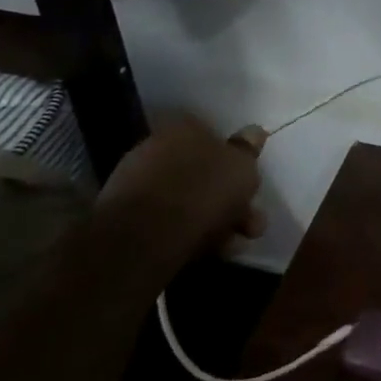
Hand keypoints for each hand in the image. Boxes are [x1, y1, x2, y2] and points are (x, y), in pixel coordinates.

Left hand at [96, 115, 265, 269]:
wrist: (146, 236)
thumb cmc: (204, 190)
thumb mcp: (243, 167)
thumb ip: (248, 150)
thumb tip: (255, 132)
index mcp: (184, 128)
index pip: (214, 136)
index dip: (236, 161)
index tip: (250, 185)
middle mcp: (157, 148)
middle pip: (203, 172)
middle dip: (231, 199)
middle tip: (251, 224)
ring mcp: (138, 183)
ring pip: (188, 200)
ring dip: (216, 221)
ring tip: (234, 245)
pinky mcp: (126, 218)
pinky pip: (168, 221)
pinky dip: (190, 234)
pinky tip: (209, 252)